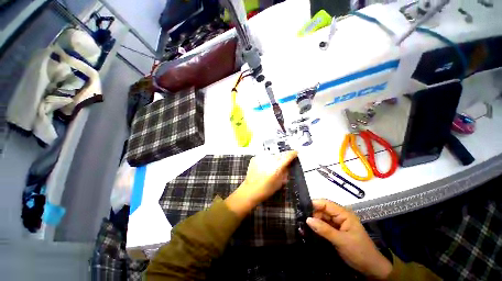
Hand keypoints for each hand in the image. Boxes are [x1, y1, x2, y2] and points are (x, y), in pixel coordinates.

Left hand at [225, 151, 297, 217]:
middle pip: (279, 155)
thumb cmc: (266, 189)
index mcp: (277, 167)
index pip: (287, 156)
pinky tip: (263, 167)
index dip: (292, 153)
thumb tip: (287, 165)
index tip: (295, 152)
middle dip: (282, 158)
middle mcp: (269, 159)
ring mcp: (261, 157)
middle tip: (281, 165)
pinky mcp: (255, 157)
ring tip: (270, 167)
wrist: (250, 190)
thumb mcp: (279, 183)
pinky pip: (264, 156)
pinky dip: (266, 160)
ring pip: (271, 155)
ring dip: (273, 159)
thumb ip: (285, 172)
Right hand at [306, 199, 392, 279]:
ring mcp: (338, 224)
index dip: (314, 203)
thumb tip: (307, 219)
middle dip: (312, 213)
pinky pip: (324, 225)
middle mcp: (340, 216)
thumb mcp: (341, 241)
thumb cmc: (359, 251)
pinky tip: (309, 229)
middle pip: (323, 210)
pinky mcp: (335, 231)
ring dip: (314, 220)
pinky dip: (317, 227)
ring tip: (303, 223)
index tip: (301, 206)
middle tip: (301, 218)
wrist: (371, 268)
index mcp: (344, 214)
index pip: (326, 204)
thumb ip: (324, 229)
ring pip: (322, 218)